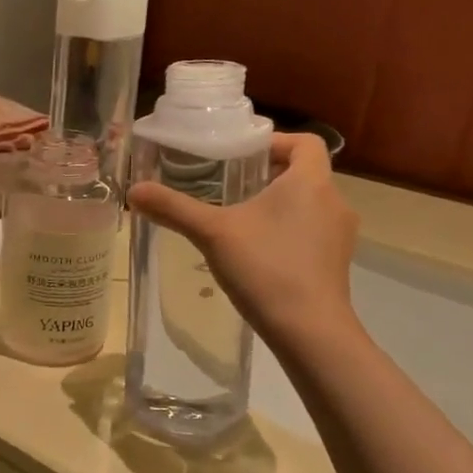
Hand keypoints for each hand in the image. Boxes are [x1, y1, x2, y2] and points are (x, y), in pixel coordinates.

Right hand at [127, 132, 358, 348]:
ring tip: (239, 220)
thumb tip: (134, 191)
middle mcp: (333, 202)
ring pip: (308, 205)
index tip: (242, 154)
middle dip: (268, 175)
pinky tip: (256, 254)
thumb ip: (173, 209)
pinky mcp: (336, 264)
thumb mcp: (212, 233)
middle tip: (230, 185)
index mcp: (310, 182)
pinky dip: (287, 233)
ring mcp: (339, 236)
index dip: (276, 141)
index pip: (305, 143)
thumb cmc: (265, 267)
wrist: (309, 331)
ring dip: (278, 206)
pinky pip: (311, 233)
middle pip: (305, 174)